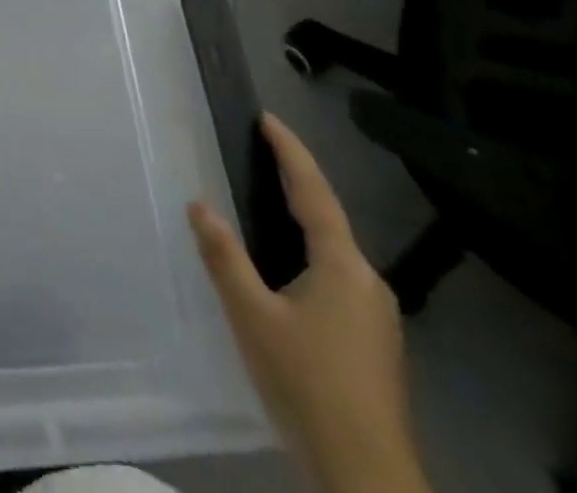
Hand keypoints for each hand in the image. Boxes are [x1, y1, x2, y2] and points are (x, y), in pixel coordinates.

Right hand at [188, 116, 428, 492]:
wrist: (366, 477)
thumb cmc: (306, 385)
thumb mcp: (253, 318)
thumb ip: (224, 257)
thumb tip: (198, 203)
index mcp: (342, 265)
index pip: (313, 191)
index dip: (290, 151)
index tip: (268, 119)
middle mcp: (368, 281)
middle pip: (328, 217)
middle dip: (296, 182)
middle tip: (262, 153)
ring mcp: (378, 315)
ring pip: (336, 250)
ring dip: (305, 220)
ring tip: (270, 202)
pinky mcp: (377, 342)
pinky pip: (340, 277)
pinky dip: (312, 253)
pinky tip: (290, 271)